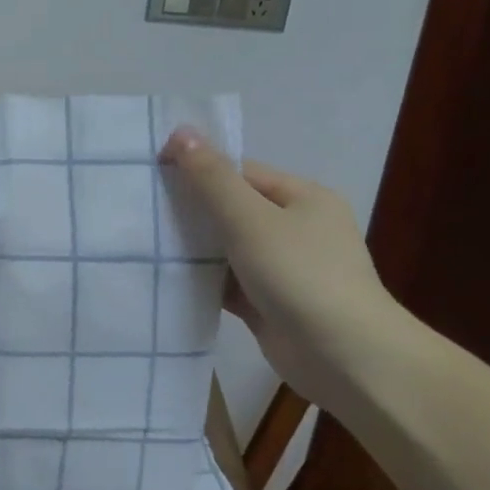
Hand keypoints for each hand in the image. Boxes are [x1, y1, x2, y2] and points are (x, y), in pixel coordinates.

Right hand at [160, 128, 404, 401]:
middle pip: (231, 208)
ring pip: (226, 246)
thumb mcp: (249, 218)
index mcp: (303, 198)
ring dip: (193, 247)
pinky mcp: (269, 303)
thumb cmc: (300, 275)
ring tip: (145, 242)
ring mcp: (284, 268)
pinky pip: (227, 281)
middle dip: (190, 210)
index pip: (240, 172)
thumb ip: (211, 177)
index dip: (197, 170)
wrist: (346, 358)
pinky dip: (202, 279)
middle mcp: (297, 228)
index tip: (152, 176)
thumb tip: (181, 131)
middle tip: (143, 209)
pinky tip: (166, 277)